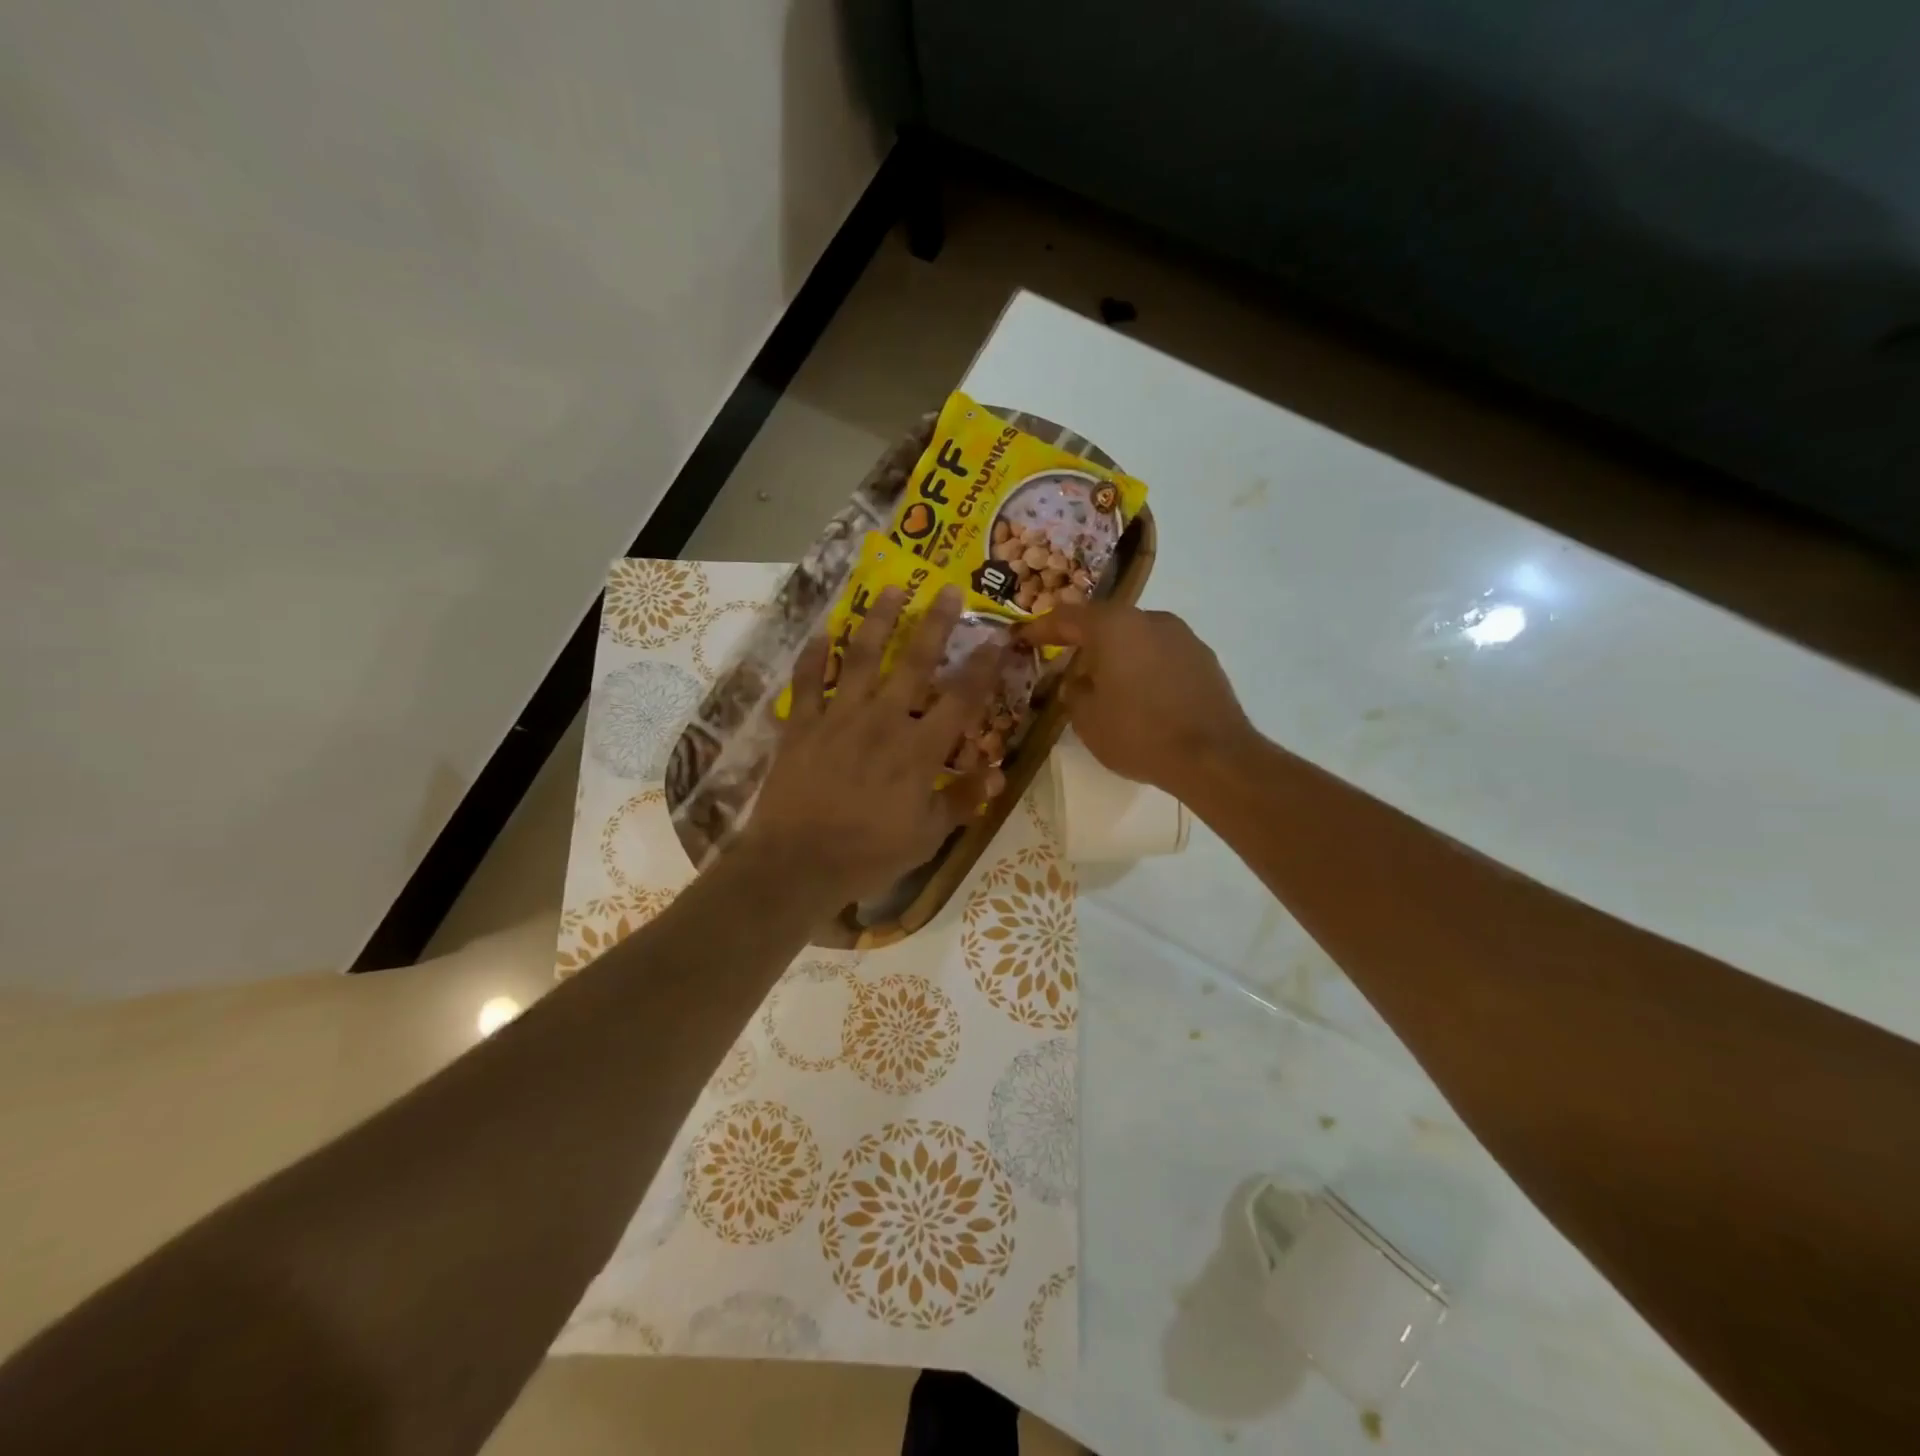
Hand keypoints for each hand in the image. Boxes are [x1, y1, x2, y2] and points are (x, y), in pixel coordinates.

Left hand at [746, 585, 1004, 903]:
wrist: (796, 864)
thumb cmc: (868, 854)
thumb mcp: (927, 837)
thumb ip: (963, 801)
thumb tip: (999, 772)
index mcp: (919, 750)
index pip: (961, 699)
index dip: (983, 666)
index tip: (998, 638)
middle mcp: (882, 721)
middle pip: (913, 662)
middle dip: (935, 623)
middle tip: (948, 589)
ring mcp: (838, 717)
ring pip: (860, 657)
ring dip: (878, 620)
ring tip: (892, 590)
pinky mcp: (801, 724)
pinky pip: (806, 681)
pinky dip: (813, 655)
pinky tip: (821, 632)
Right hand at [1019, 604, 1255, 794]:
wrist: (1212, 757)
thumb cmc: (1138, 733)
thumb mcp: (1087, 719)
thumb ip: (1073, 692)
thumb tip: (1078, 681)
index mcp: (1114, 626)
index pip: (1067, 617)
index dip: (1042, 628)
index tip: (1024, 637)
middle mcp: (1150, 619)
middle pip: (1106, 623)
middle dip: (1083, 642)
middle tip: (1065, 664)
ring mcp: (1183, 637)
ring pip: (1137, 638)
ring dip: (1117, 655)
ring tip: (1104, 684)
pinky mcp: (1205, 659)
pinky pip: (1161, 656)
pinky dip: (1144, 668)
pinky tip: (1141, 696)